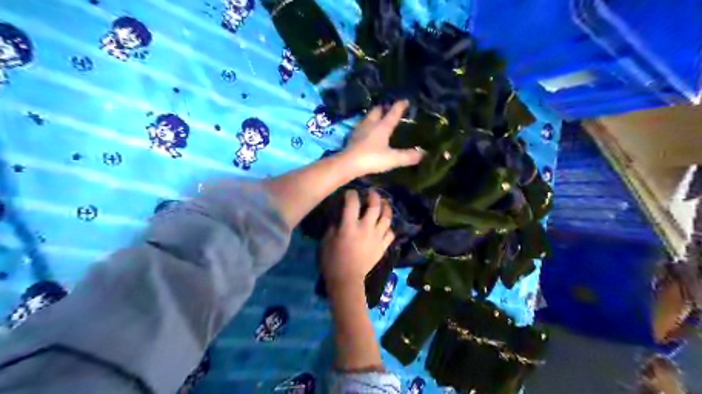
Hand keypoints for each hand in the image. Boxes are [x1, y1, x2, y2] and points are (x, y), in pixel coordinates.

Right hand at [322, 189, 393, 288]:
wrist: (346, 280)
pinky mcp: (382, 247)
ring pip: (387, 218)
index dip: (351, 194)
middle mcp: (366, 228)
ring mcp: (377, 237)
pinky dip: (388, 227)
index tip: (350, 192)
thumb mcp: (327, 239)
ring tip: (384, 203)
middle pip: (375, 206)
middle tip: (371, 193)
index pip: (352, 203)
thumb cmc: (332, 260)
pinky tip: (385, 225)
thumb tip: (341, 213)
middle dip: (373, 196)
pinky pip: (390, 233)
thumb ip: (335, 224)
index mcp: (350, 226)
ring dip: (386, 208)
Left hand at [345, 99, 421, 175]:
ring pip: (367, 118)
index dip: (399, 106)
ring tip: (378, 117)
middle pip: (377, 111)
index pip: (393, 113)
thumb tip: (423, 153)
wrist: (348, 164)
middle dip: (383, 108)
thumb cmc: (372, 158)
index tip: (405, 100)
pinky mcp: (352, 138)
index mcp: (382, 126)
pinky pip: (361, 127)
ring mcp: (359, 130)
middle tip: (388, 108)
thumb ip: (407, 156)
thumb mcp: (392, 159)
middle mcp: (370, 124)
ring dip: (373, 116)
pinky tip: (366, 132)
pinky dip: (366, 126)